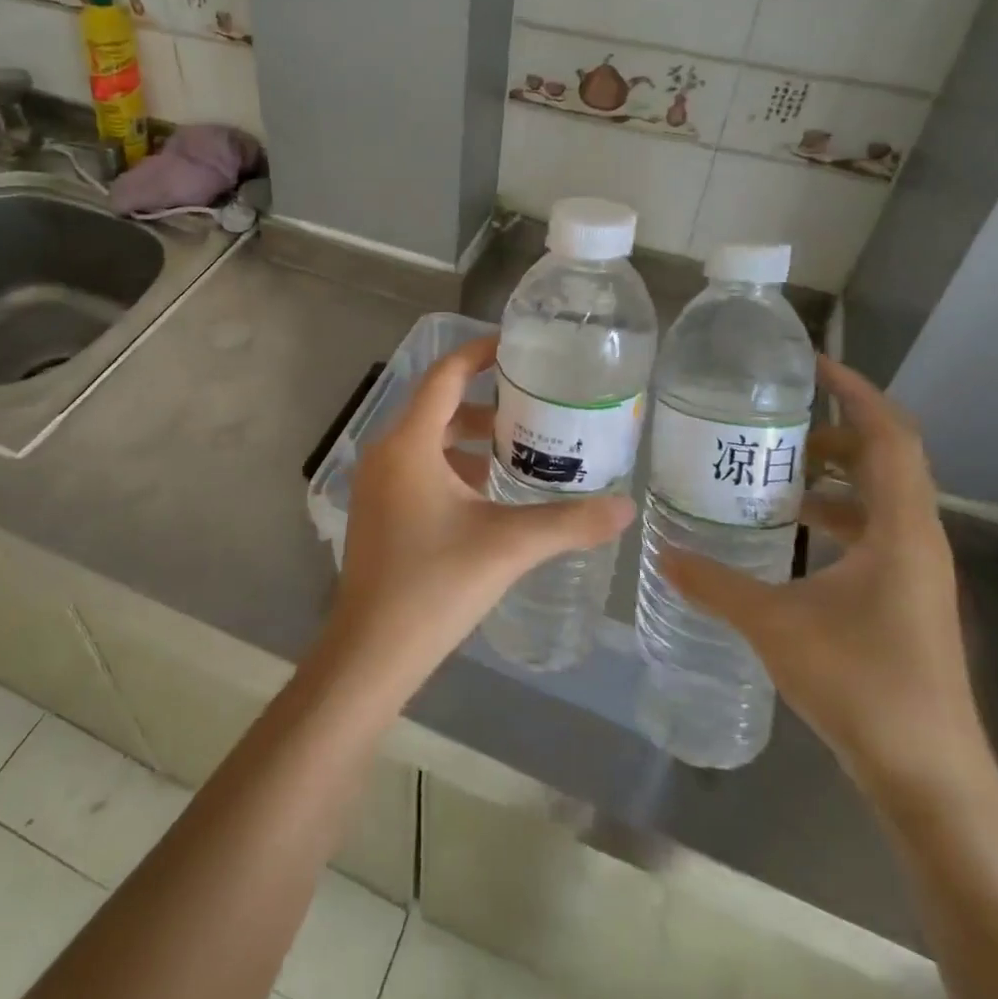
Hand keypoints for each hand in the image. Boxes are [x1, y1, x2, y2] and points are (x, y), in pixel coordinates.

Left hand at [324, 335, 633, 694]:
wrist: (370, 652)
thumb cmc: (434, 586)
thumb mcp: (507, 546)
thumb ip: (569, 523)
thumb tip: (627, 507)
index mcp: (409, 443)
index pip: (445, 376)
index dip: (480, 353)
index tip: (519, 347)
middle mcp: (386, 452)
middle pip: (438, 407)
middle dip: (486, 403)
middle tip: (536, 405)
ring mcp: (377, 483)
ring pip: (428, 440)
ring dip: (470, 438)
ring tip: (521, 448)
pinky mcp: (378, 509)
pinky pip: (418, 468)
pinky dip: (453, 466)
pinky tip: (488, 493)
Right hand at [659, 356, 990, 798]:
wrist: (930, 777)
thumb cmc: (862, 686)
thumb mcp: (774, 625)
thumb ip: (714, 583)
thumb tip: (661, 551)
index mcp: (899, 530)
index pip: (889, 435)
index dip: (855, 391)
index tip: (809, 363)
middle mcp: (916, 539)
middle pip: (886, 458)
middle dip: (833, 430)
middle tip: (773, 421)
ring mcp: (915, 570)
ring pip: (879, 496)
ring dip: (833, 474)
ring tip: (773, 469)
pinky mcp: (905, 596)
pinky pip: (872, 530)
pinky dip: (834, 514)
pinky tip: (789, 531)